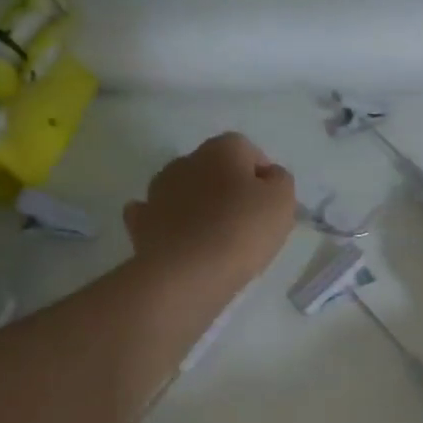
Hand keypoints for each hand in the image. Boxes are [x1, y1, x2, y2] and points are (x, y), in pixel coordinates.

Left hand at [124, 132, 296, 292]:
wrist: (185, 273)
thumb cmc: (241, 231)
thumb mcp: (282, 202)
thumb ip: (280, 181)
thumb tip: (268, 176)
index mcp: (222, 149)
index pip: (248, 151)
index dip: (263, 177)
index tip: (271, 206)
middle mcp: (185, 161)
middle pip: (214, 170)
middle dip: (229, 190)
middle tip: (246, 224)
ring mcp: (157, 191)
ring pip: (185, 191)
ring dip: (199, 206)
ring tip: (216, 239)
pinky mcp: (141, 222)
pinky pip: (159, 216)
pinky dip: (170, 224)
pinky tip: (181, 241)